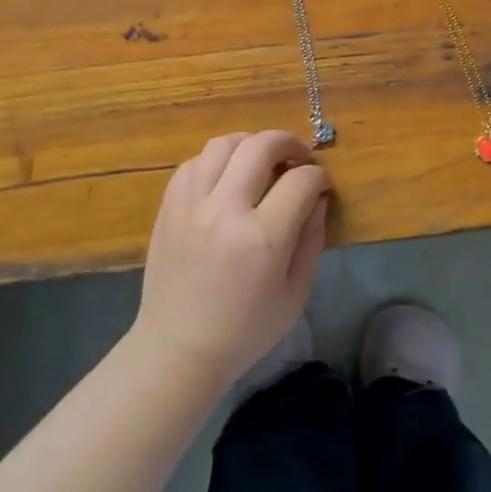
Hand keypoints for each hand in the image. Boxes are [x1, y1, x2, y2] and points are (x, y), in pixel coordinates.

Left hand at [133, 130, 331, 392]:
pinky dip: (216, 160)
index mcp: (263, 237)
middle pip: (261, 146)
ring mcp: (191, 204)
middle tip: (298, 158)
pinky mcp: (168, 206)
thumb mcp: (296, 292)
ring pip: (223, 144)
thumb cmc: (246, 329)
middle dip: (289, 144)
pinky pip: (193, 162)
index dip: (319, 176)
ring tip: (261, 160)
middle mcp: (225, 210)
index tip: (321, 185)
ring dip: (250, 144)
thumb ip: (312, 238)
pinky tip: (227, 177)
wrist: (180, 348)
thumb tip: (318, 197)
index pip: (300, 180)